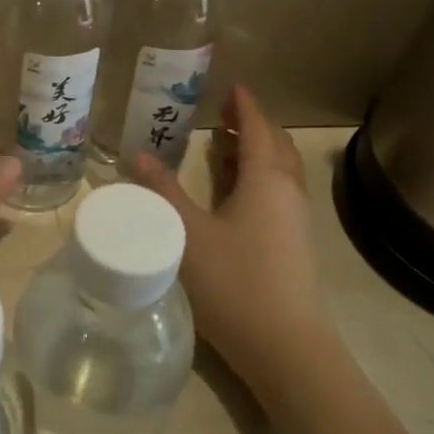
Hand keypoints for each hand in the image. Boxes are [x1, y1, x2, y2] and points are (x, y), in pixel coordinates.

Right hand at [133, 85, 322, 380]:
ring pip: (280, 170)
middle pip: (275, 145)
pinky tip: (235, 192)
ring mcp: (297, 219)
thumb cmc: (235, 282)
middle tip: (224, 113)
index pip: (258, 129)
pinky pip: (278, 192)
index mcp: (266, 180)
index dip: (245, 106)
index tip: (232, 86)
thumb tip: (136, 155)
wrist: (285, 346)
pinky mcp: (295, 243)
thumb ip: (162, 192)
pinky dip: (259, 177)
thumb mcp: (187, 233)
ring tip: (224, 145)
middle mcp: (288, 191)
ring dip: (257, 151)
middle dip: (252, 125)